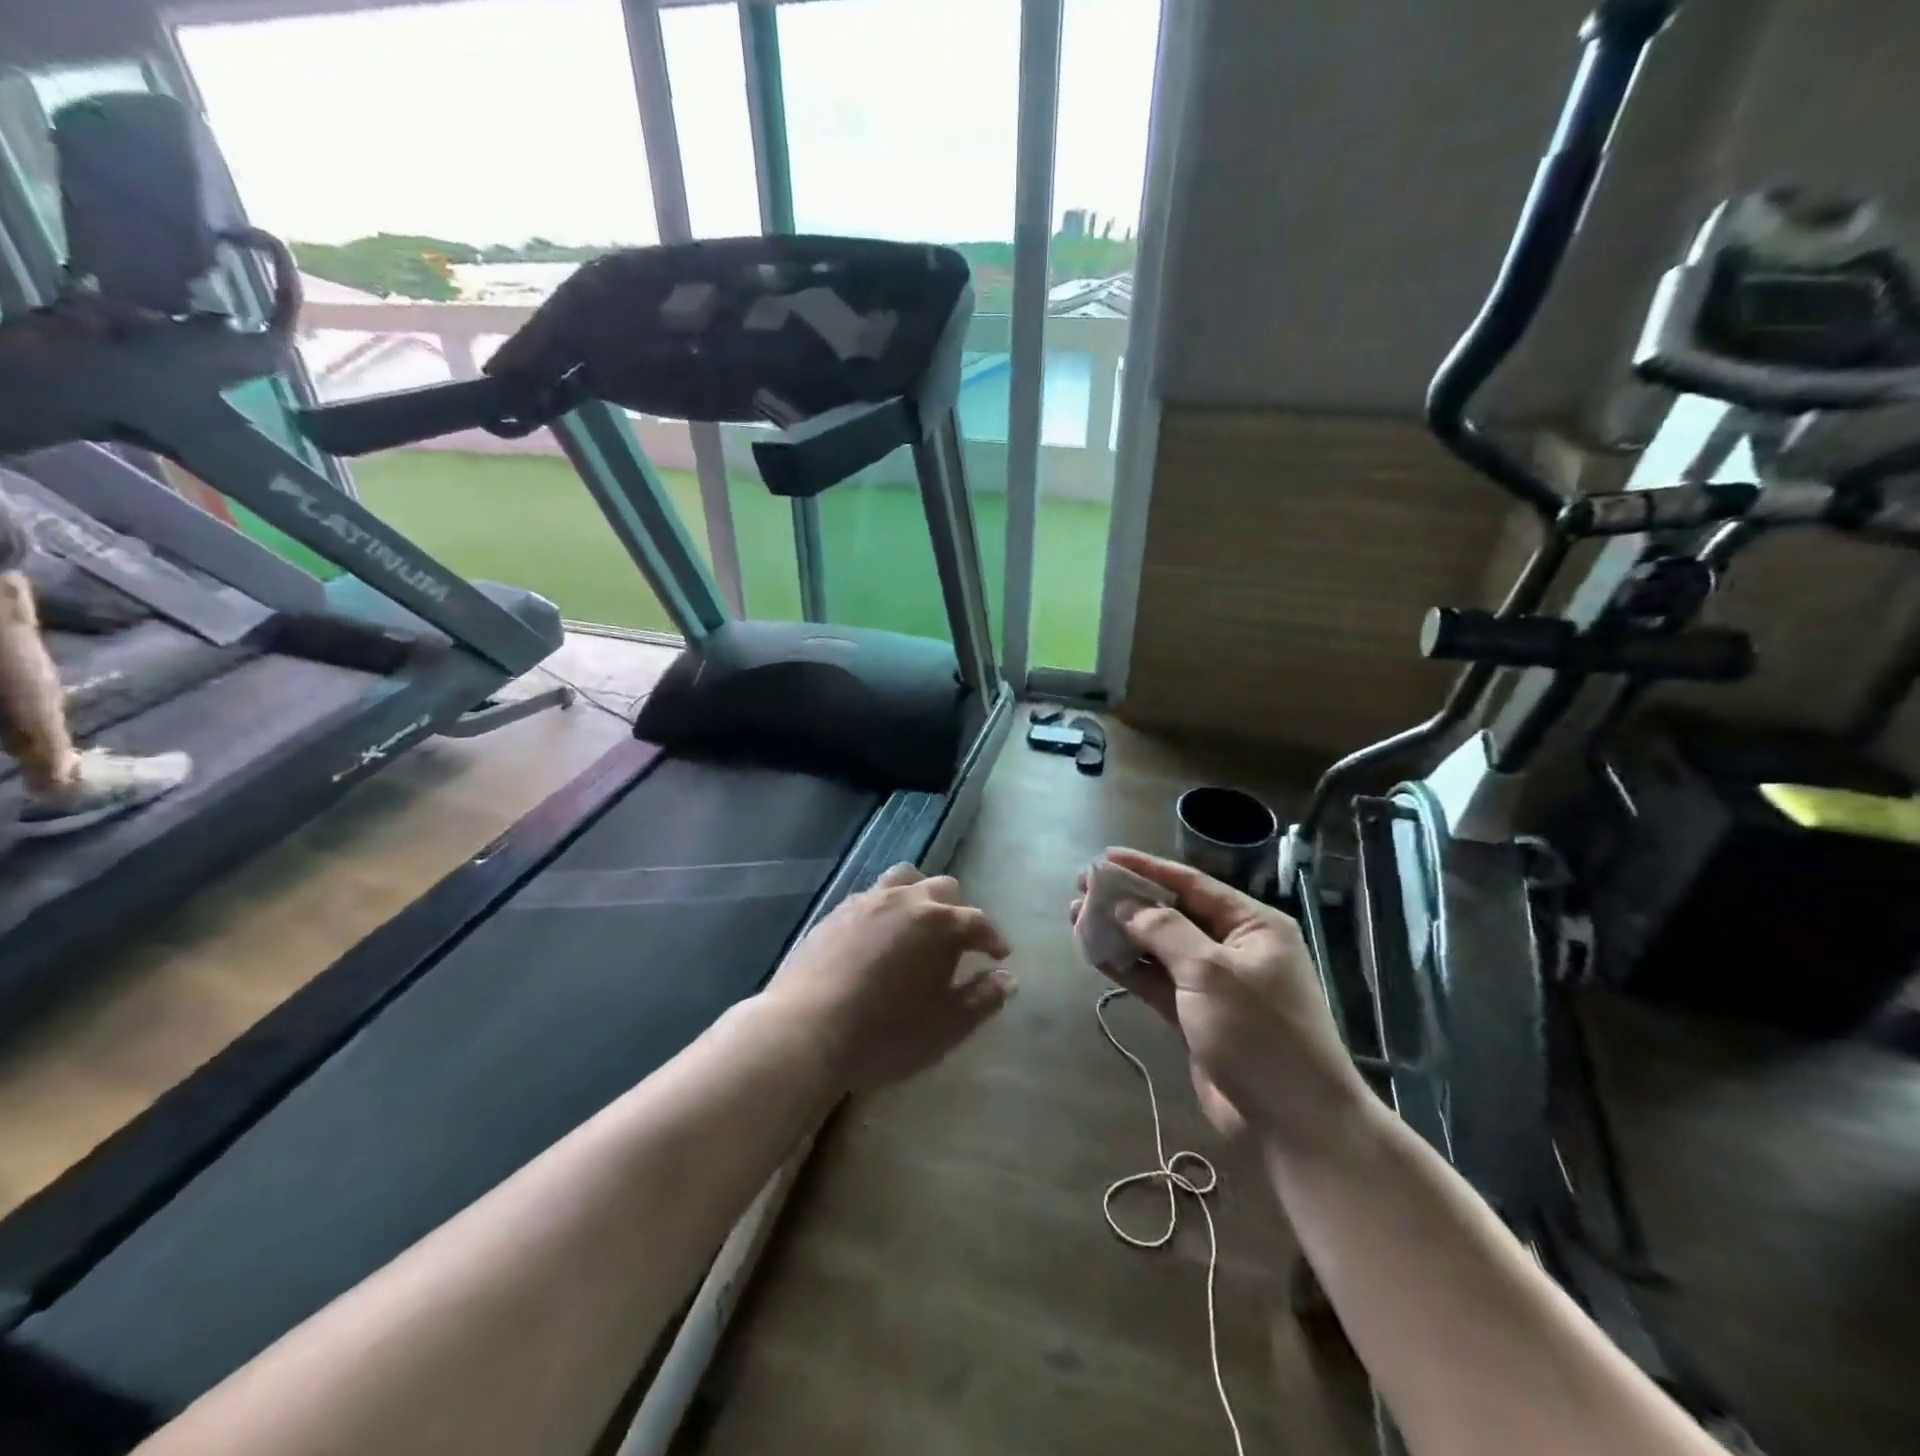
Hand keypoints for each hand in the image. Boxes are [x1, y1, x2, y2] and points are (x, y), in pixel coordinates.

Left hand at [768, 864, 1014, 1092]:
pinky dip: (885, 909)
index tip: (999, 956)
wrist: (806, 1030)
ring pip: (903, 880)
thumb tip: (1007, 978)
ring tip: (918, 925)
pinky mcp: (834, 913)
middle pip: (942, 889)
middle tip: (959, 942)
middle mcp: (905, 900)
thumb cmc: (887, 1032)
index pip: (978, 921)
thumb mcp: (948, 1025)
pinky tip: (878, 936)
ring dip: (919, 897)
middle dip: (957, 911)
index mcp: (939, 922)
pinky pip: (869, 898)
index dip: (993, 938)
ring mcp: (866, 902)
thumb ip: (983, 998)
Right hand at [1072, 849, 1364, 1149]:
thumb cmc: (1260, 1034)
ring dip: (1120, 933)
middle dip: (1127, 901)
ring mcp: (1212, 984)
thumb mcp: (1212, 973)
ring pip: (1157, 947)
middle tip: (1083, 887)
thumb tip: (1125, 907)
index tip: (1104, 858)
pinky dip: (1127, 968)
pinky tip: (1095, 954)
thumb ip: (1165, 933)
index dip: (1146, 869)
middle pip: (1171, 913)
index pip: (1190, 884)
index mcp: (1252, 925)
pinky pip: (1155, 981)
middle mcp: (1232, 947)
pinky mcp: (1194, 1016)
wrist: (1294, 1124)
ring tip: (1077, 916)